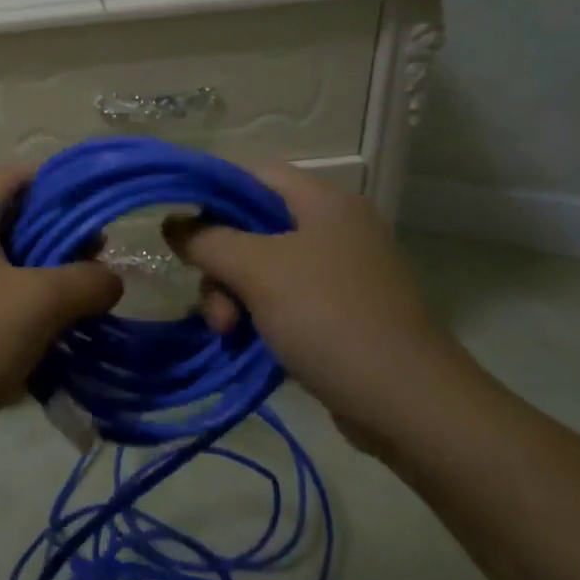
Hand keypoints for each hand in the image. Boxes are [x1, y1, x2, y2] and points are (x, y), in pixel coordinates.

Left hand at [0, 165, 122, 446]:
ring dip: (44, 287)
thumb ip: (84, 283)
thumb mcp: (36, 303)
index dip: (49, 180)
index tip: (90, 202)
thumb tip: (111, 279)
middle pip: (10, 227)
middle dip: (57, 241)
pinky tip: (53, 349)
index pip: (8, 177)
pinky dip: (23, 325)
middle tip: (98, 262)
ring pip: (3, 277)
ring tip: (85, 307)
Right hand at [164, 163, 477, 451]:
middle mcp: (334, 228)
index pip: (252, 175)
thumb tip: (171, 223)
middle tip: (215, 305)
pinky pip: (283, 300)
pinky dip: (258, 316)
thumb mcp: (258, 270)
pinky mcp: (341, 313)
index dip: (211, 195)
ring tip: (228, 333)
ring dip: (233, 296)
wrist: (409, 404)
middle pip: (252, 227)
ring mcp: (340, 273)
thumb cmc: (330, 318)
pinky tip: (244, 343)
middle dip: (221, 264)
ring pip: (262, 268)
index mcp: (323, 202)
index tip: (180, 230)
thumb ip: (207, 240)